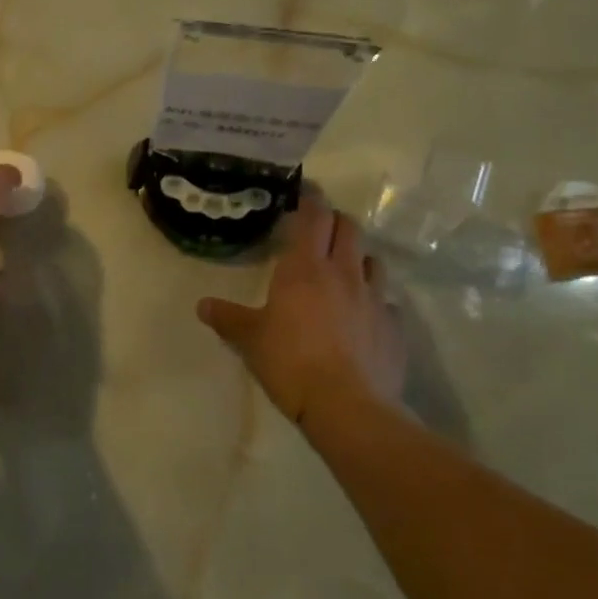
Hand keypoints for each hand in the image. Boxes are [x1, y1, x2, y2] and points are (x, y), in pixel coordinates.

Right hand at [197, 192, 405, 427]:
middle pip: (349, 228)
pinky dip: (374, 299)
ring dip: (358, 257)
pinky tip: (362, 316)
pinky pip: (386, 301)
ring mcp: (375, 299)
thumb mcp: (250, 339)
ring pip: (373, 260)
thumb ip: (227, 318)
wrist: (348, 407)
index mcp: (305, 268)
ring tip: (344, 270)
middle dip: (335, 221)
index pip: (314, 217)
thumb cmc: (290, 362)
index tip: (305, 191)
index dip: (311, 199)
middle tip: (320, 228)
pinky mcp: (394, 327)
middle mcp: (344, 273)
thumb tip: (202, 305)